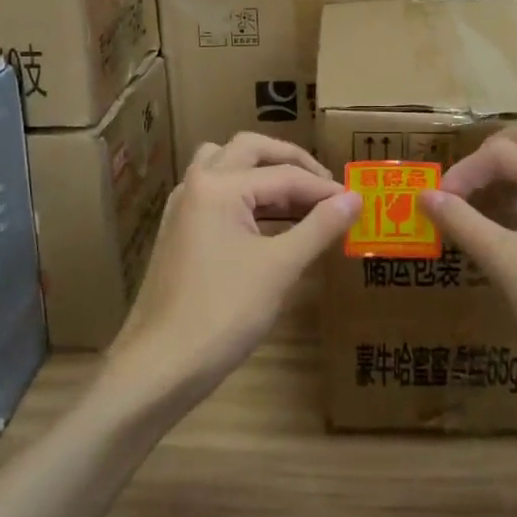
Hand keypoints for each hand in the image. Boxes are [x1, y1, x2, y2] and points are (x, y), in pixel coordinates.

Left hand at [108, 134, 359, 405]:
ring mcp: (182, 207)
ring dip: (262, 172)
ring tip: (298, 197)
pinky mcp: (179, 231)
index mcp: (219, 186)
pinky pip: (215, 193)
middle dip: (291, 162)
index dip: (324, 188)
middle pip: (249, 150)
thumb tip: (354, 198)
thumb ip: (319, 226)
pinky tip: (268, 222)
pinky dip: (245, 195)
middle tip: (325, 185)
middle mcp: (196, 184)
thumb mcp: (280, 268)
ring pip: (226, 165)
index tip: (356, 201)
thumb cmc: (224, 313)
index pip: (284, 175)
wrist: (161, 365)